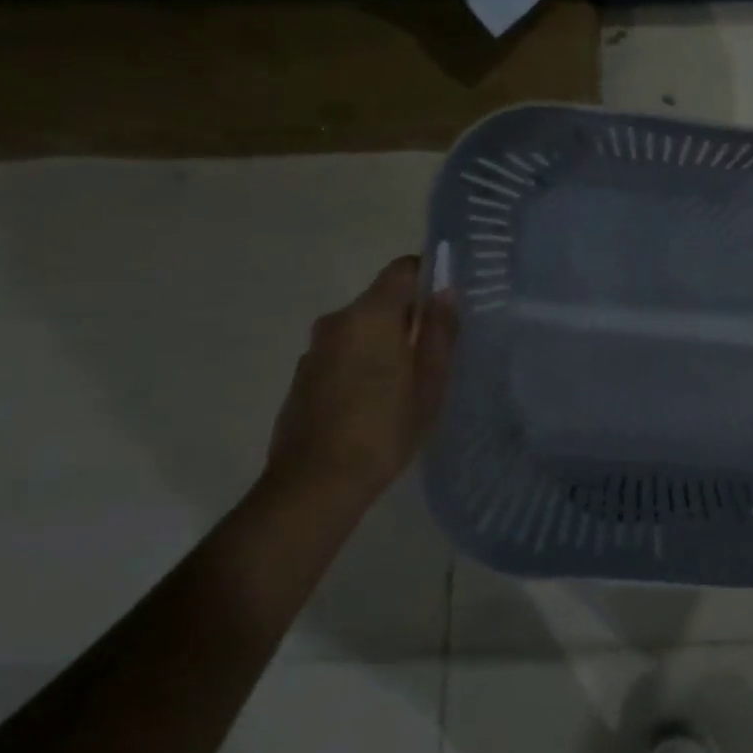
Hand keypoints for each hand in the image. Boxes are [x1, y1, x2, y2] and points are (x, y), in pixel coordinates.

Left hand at [265, 255, 458, 510]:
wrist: (316, 482)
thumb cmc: (385, 428)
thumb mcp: (429, 381)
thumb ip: (439, 332)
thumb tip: (446, 292)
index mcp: (369, 315)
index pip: (402, 269)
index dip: (429, 276)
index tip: (448, 304)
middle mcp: (336, 322)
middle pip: (381, 300)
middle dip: (410, 317)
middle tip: (438, 351)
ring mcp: (314, 350)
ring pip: (361, 329)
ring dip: (385, 342)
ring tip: (410, 381)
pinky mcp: (303, 377)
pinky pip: (343, 353)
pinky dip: (363, 363)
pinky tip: (378, 400)